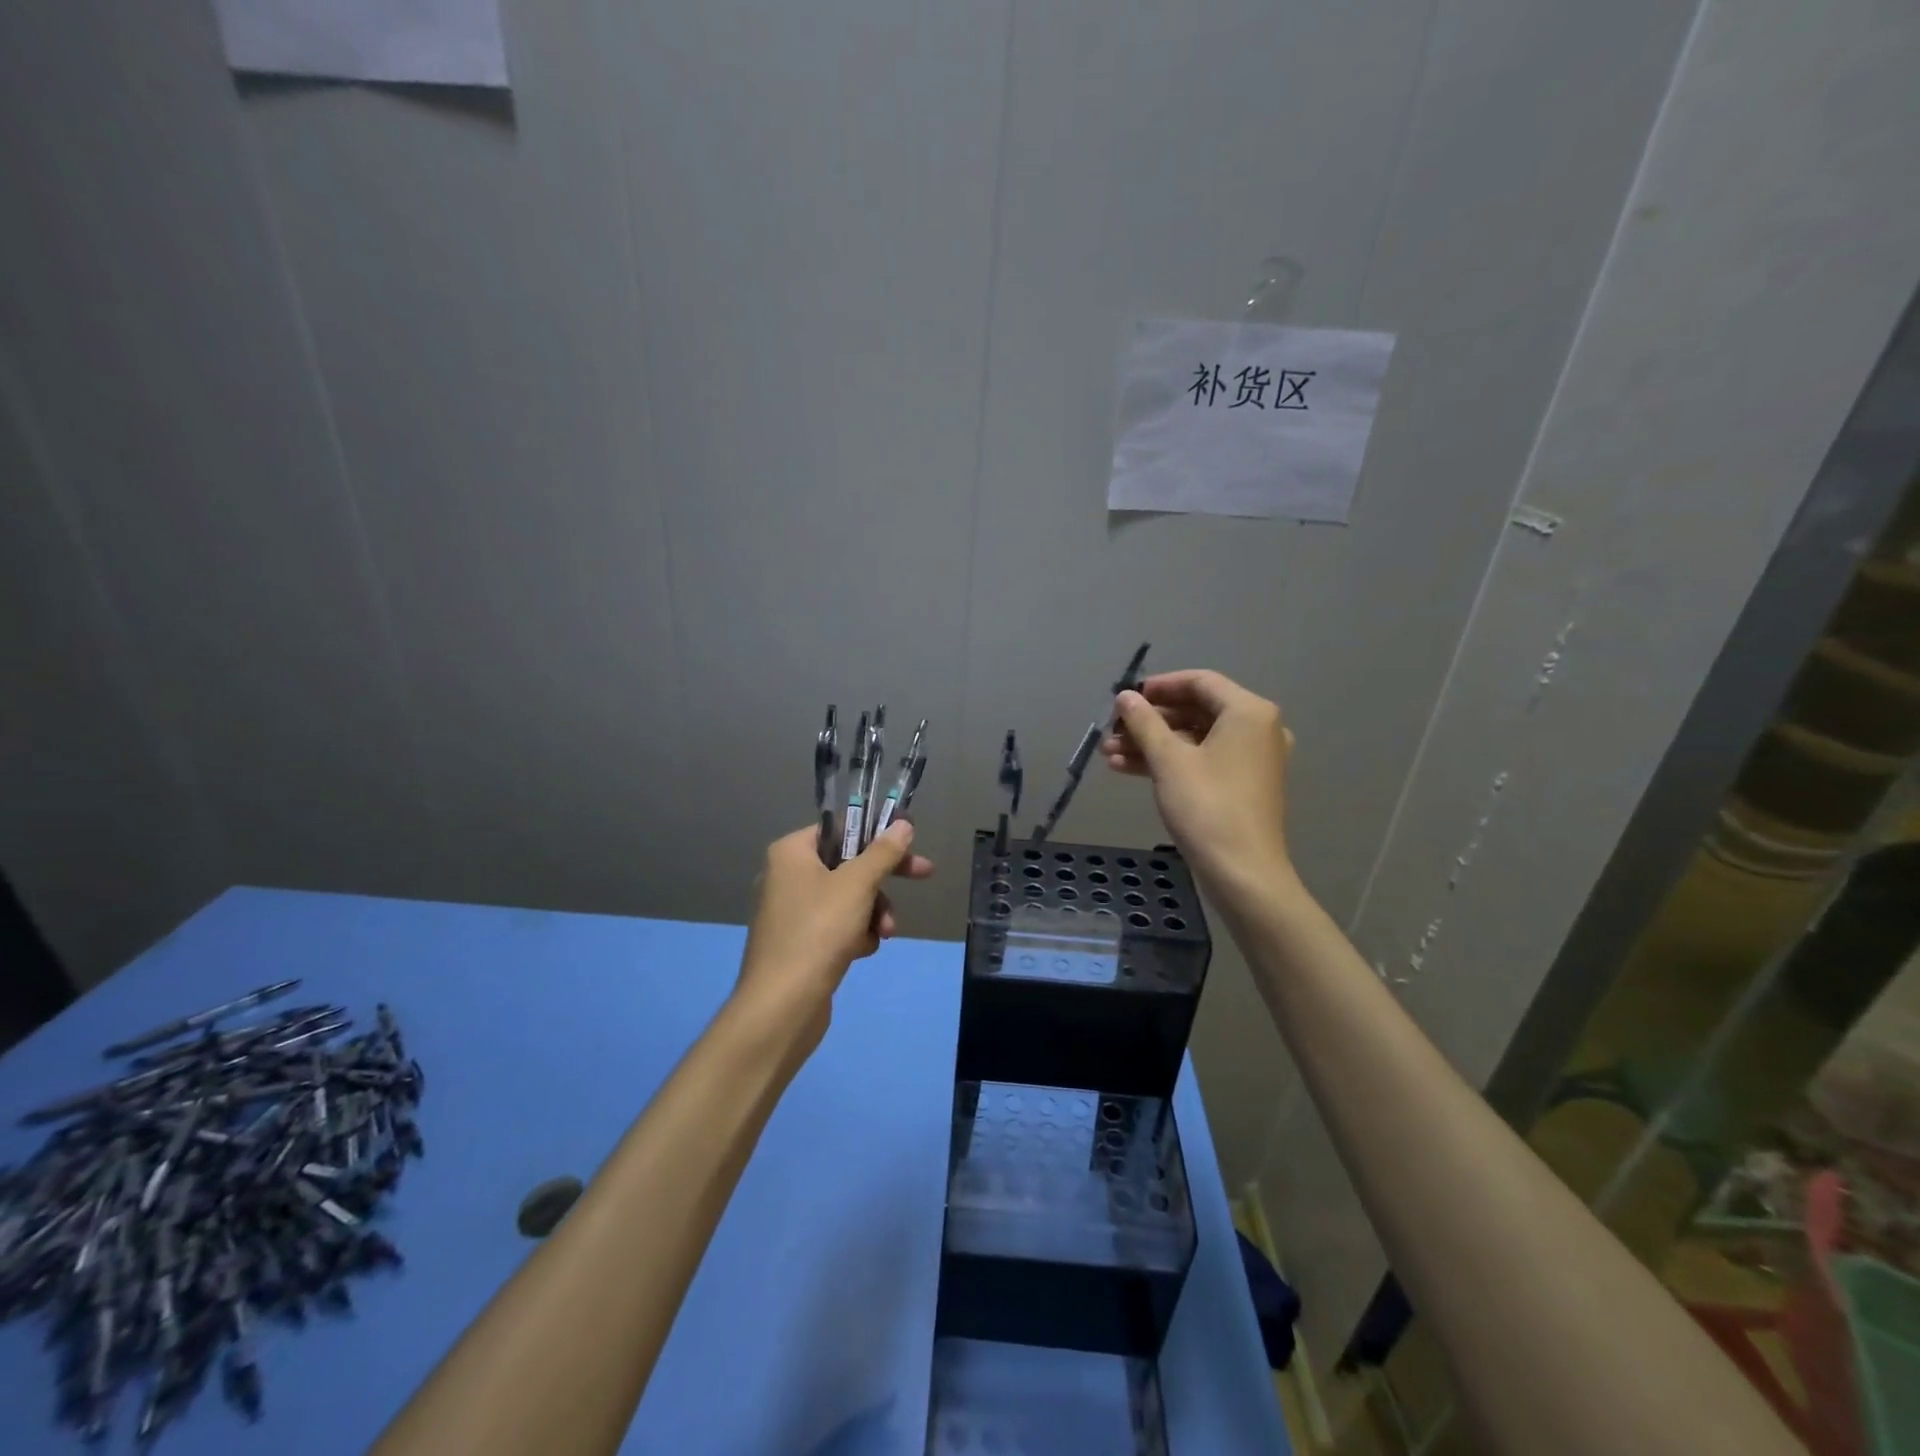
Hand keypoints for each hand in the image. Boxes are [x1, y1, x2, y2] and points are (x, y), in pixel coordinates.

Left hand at [736, 822, 933, 1024]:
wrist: (783, 1005)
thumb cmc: (819, 931)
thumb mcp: (858, 885)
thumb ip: (883, 852)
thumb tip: (903, 824)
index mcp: (791, 853)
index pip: (839, 828)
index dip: (876, 833)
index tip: (907, 842)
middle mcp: (786, 876)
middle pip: (847, 863)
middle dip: (882, 879)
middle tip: (923, 874)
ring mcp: (791, 912)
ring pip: (847, 898)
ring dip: (873, 912)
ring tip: (885, 932)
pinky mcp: (799, 943)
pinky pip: (836, 926)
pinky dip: (855, 934)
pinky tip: (861, 951)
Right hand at [1101, 669, 1295, 892]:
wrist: (1242, 873)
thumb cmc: (1207, 807)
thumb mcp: (1169, 760)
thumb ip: (1144, 723)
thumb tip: (1125, 696)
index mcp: (1248, 712)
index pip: (1200, 681)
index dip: (1159, 686)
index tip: (1126, 698)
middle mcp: (1256, 729)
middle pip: (1195, 710)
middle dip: (1149, 721)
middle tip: (1112, 730)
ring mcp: (1251, 759)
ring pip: (1194, 739)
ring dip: (1152, 743)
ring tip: (1109, 754)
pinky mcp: (1242, 785)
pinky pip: (1202, 760)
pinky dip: (1169, 762)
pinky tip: (1127, 769)